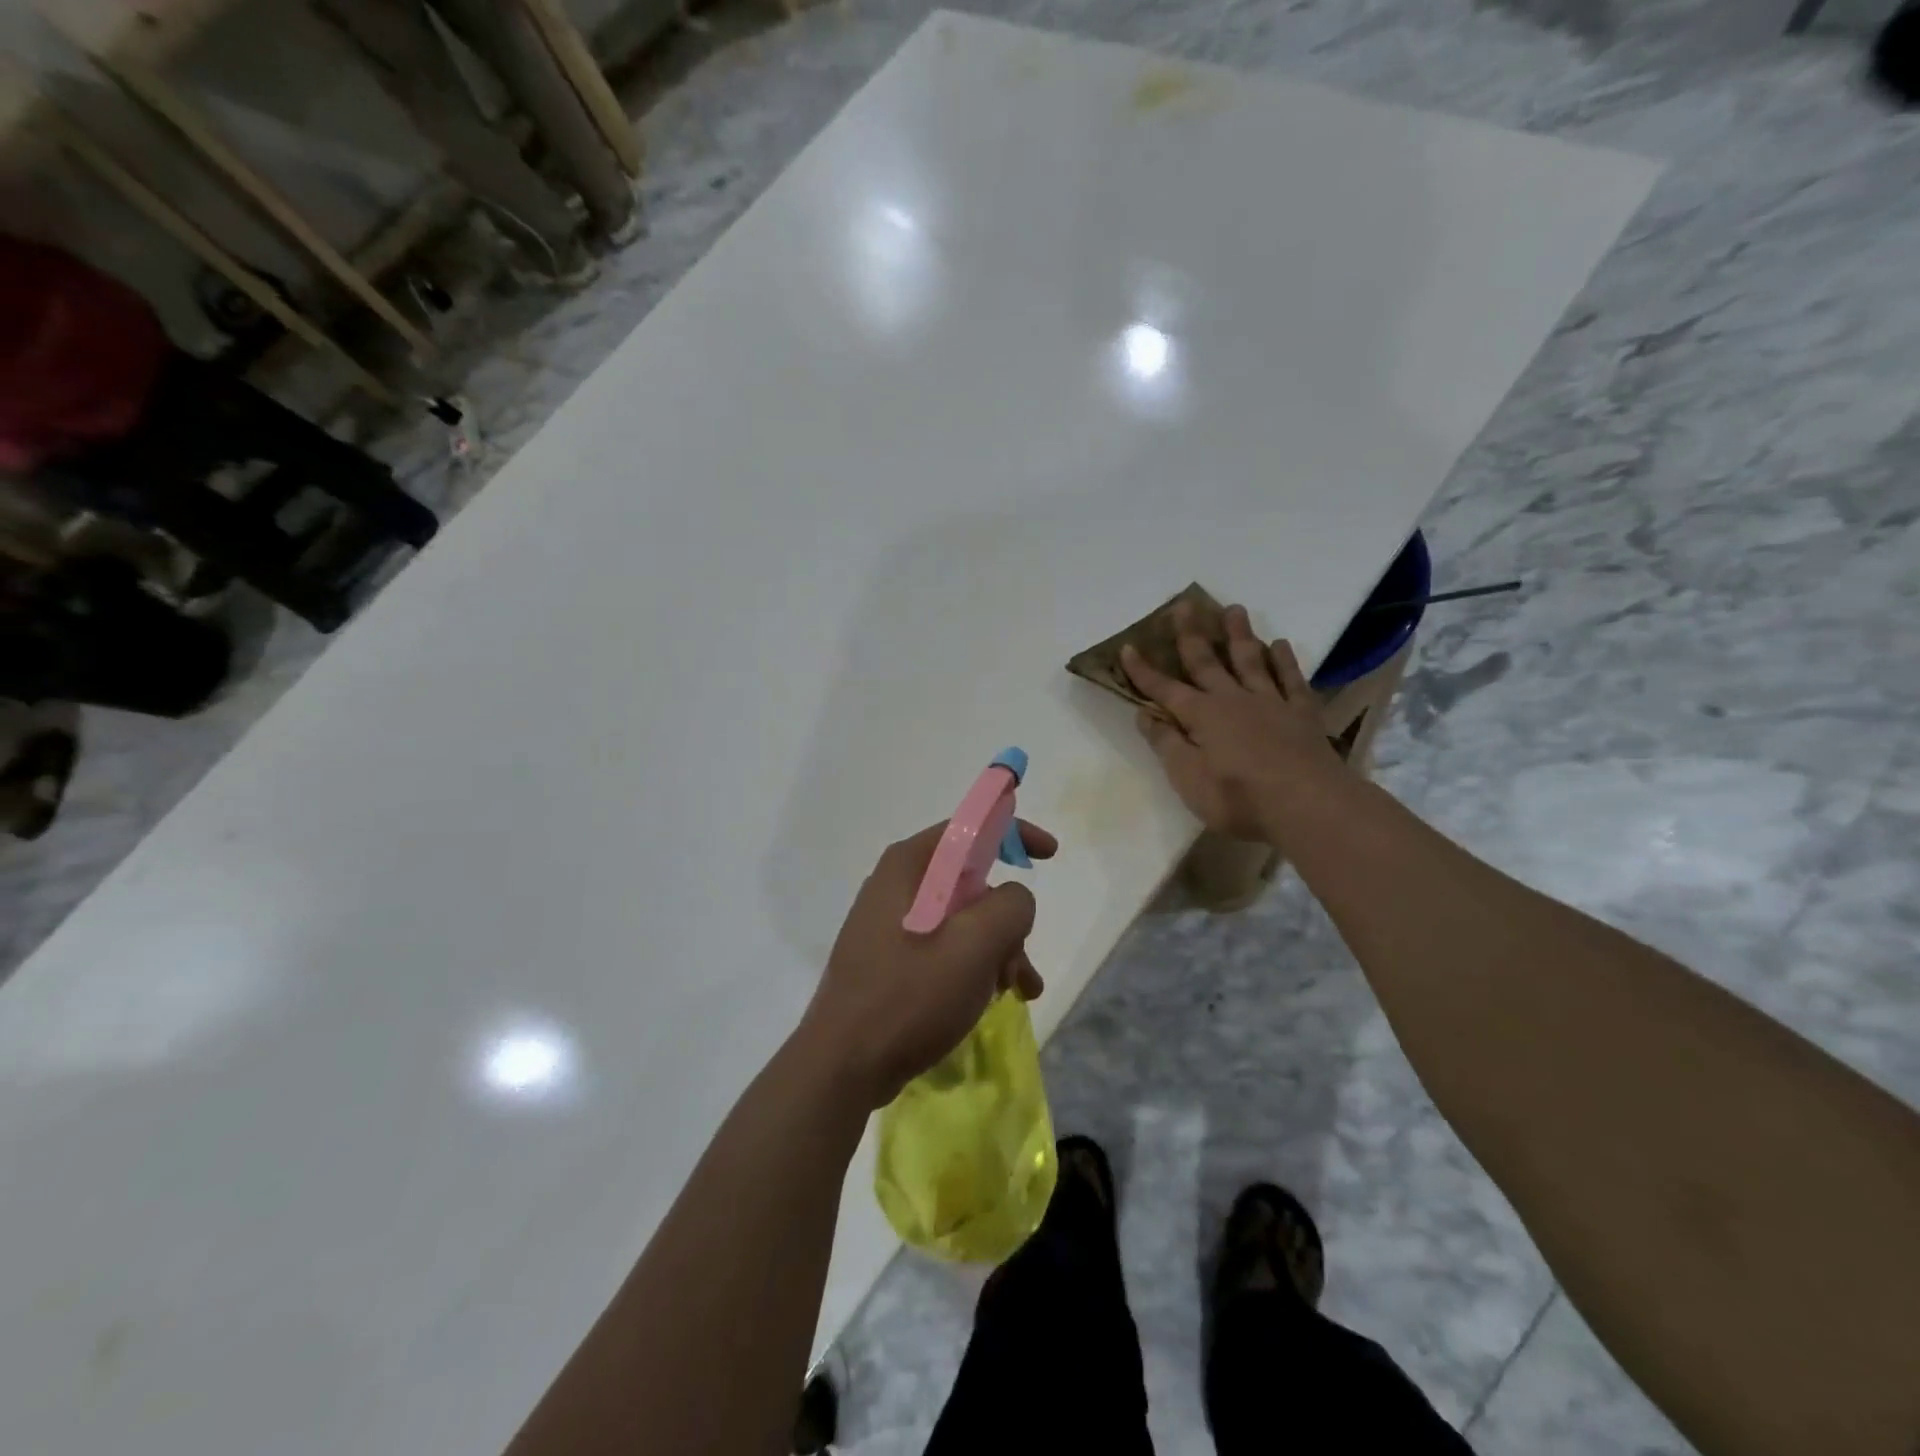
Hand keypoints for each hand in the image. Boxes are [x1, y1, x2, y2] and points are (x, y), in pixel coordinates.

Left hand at [798, 820, 1056, 1108]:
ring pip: (962, 919)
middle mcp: (896, 885)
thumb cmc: (910, 996)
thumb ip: (1010, 906)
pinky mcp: (889, 959)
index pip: (969, 828)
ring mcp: (889, 924)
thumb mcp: (975, 945)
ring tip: (1016, 992)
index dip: (1014, 833)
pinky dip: (973, 966)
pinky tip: (991, 1000)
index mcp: (909, 865)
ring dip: (996, 949)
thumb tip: (1014, 900)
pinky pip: (943, 947)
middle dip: (1007, 919)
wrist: (843, 1065)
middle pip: (971, 882)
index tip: (1050, 855)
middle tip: (1020, 962)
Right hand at [1121, 602, 1346, 847]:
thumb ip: (1166, 743)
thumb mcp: (1188, 778)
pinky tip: (1279, 644)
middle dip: (1191, 634)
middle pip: (1207, 662)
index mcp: (1201, 716)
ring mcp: (1270, 702)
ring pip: (1250, 660)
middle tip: (1184, 605)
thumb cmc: (1238, 797)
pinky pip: (1291, 678)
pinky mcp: (1301, 713)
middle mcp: (1233, 699)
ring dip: (1239, 634)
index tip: (1127, 647)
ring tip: (1234, 609)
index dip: (1143, 671)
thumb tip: (1144, 714)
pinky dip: (1284, 660)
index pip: (1164, 689)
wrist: (1307, 804)